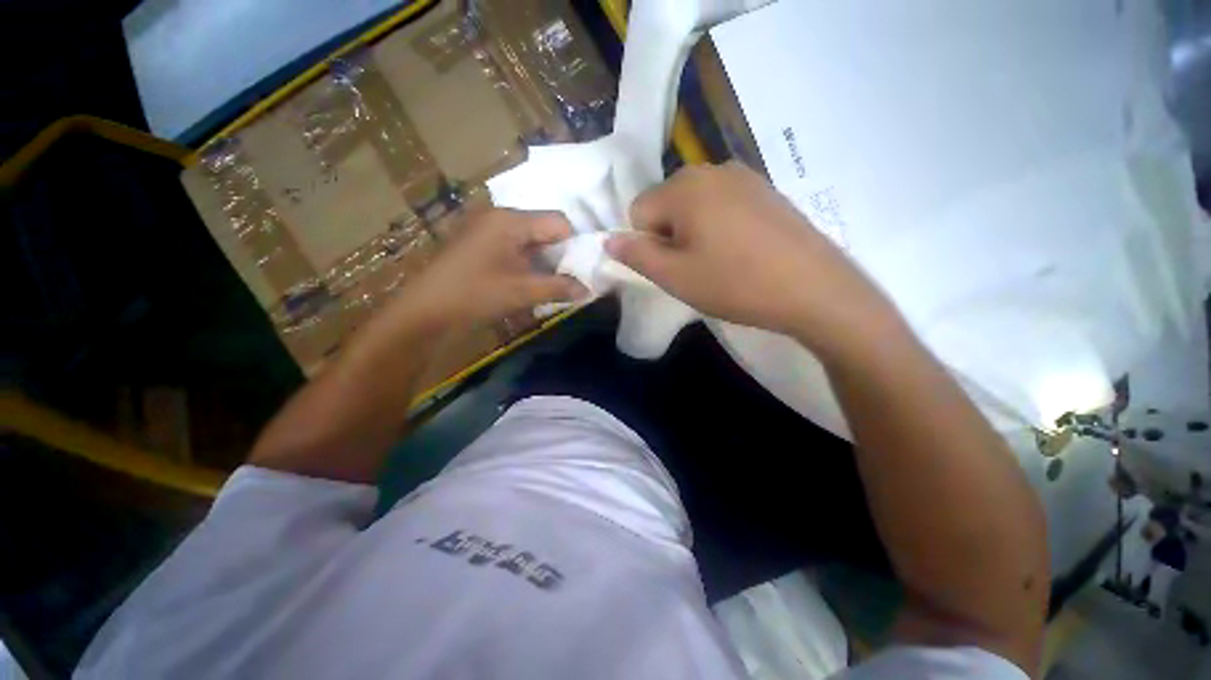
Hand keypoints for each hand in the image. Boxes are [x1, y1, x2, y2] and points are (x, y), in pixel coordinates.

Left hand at [393, 208, 586, 329]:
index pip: (558, 221)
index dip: (574, 245)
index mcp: (511, 220)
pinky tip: (527, 283)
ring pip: (530, 241)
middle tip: (566, 281)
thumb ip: (560, 287)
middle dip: (559, 256)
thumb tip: (588, 289)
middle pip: (544, 229)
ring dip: (543, 262)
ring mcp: (487, 230)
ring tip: (548, 285)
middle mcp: (500, 217)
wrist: (425, 310)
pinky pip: (515, 248)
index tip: (579, 271)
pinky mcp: (480, 244)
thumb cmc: (475, 295)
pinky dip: (527, 264)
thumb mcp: (523, 292)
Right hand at [605, 161, 896, 352]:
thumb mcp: (674, 276)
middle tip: (696, 267)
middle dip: (671, 236)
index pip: (639, 211)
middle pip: (667, 204)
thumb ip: (636, 255)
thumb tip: (610, 240)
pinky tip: (743, 252)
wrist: (814, 289)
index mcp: (684, 186)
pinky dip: (721, 227)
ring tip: (721, 262)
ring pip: (696, 206)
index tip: (673, 266)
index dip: (647, 243)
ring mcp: (744, 176)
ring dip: (695, 233)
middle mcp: (712, 169)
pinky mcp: (767, 191)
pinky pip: (724, 206)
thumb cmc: (735, 283)